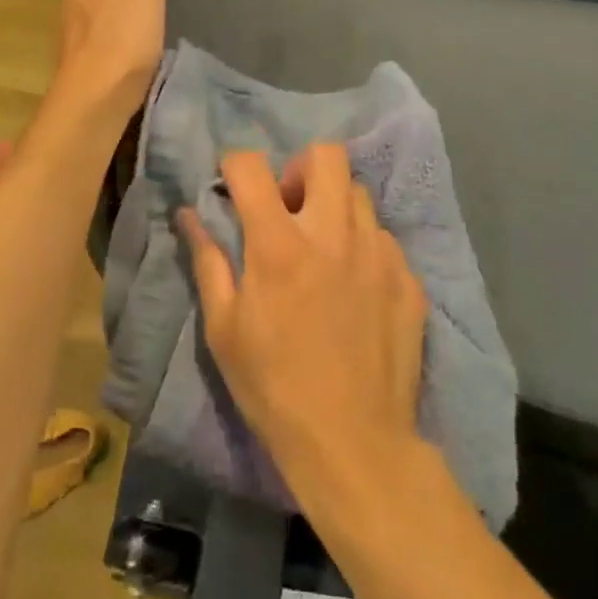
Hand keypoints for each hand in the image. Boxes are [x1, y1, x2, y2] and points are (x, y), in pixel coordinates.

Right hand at [181, 145, 429, 508]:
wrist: (354, 443)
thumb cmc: (273, 387)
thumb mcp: (224, 328)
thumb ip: (208, 260)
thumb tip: (189, 214)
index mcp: (280, 244)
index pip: (252, 166)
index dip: (233, 166)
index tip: (231, 186)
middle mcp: (334, 234)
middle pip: (326, 155)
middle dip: (299, 168)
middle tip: (288, 207)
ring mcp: (379, 253)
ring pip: (358, 193)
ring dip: (333, 206)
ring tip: (323, 247)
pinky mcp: (408, 279)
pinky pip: (384, 237)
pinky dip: (363, 246)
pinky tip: (355, 286)